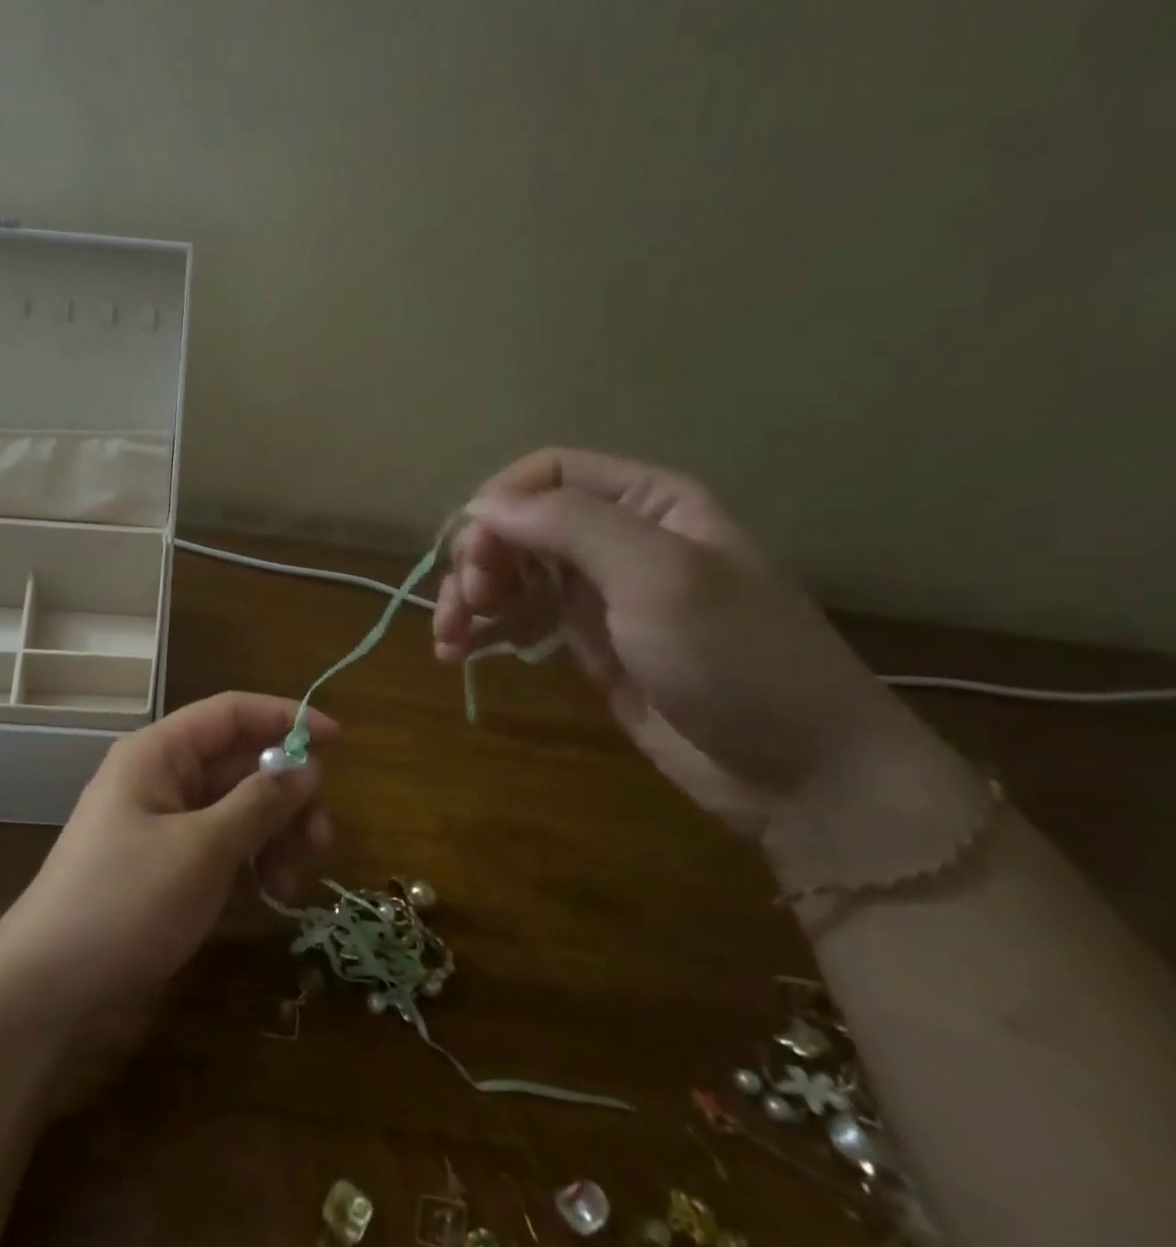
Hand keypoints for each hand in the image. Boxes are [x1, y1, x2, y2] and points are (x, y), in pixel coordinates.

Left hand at [0, 692, 336, 1027]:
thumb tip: (308, 766)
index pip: (231, 713)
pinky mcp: (168, 866)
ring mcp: (164, 824)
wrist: (48, 992)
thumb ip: (259, 803)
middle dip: (287, 793)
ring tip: (296, 878)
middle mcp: (161, 779)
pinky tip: (273, 893)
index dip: (286, 718)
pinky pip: (223, 845)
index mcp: (158, 754)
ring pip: (237, 807)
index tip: (341, 741)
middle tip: (322, 837)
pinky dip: (253, 860)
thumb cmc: (125, 903)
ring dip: (275, 833)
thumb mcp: (202, 850)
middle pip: (240, 763)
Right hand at [432, 448, 942, 840]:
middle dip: (480, 557)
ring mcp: (600, 594)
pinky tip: (456, 653)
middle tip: (468, 602)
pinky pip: (519, 619)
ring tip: (447, 638)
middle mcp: (618, 539)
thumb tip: (482, 504)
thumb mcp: (659, 577)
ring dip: (468, 597)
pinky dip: (483, 630)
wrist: (798, 773)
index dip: (500, 502)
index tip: (473, 553)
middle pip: (520, 524)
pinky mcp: (586, 643)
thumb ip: (571, 526)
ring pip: (511, 572)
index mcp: (648, 503)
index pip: (550, 473)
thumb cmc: (736, 660)